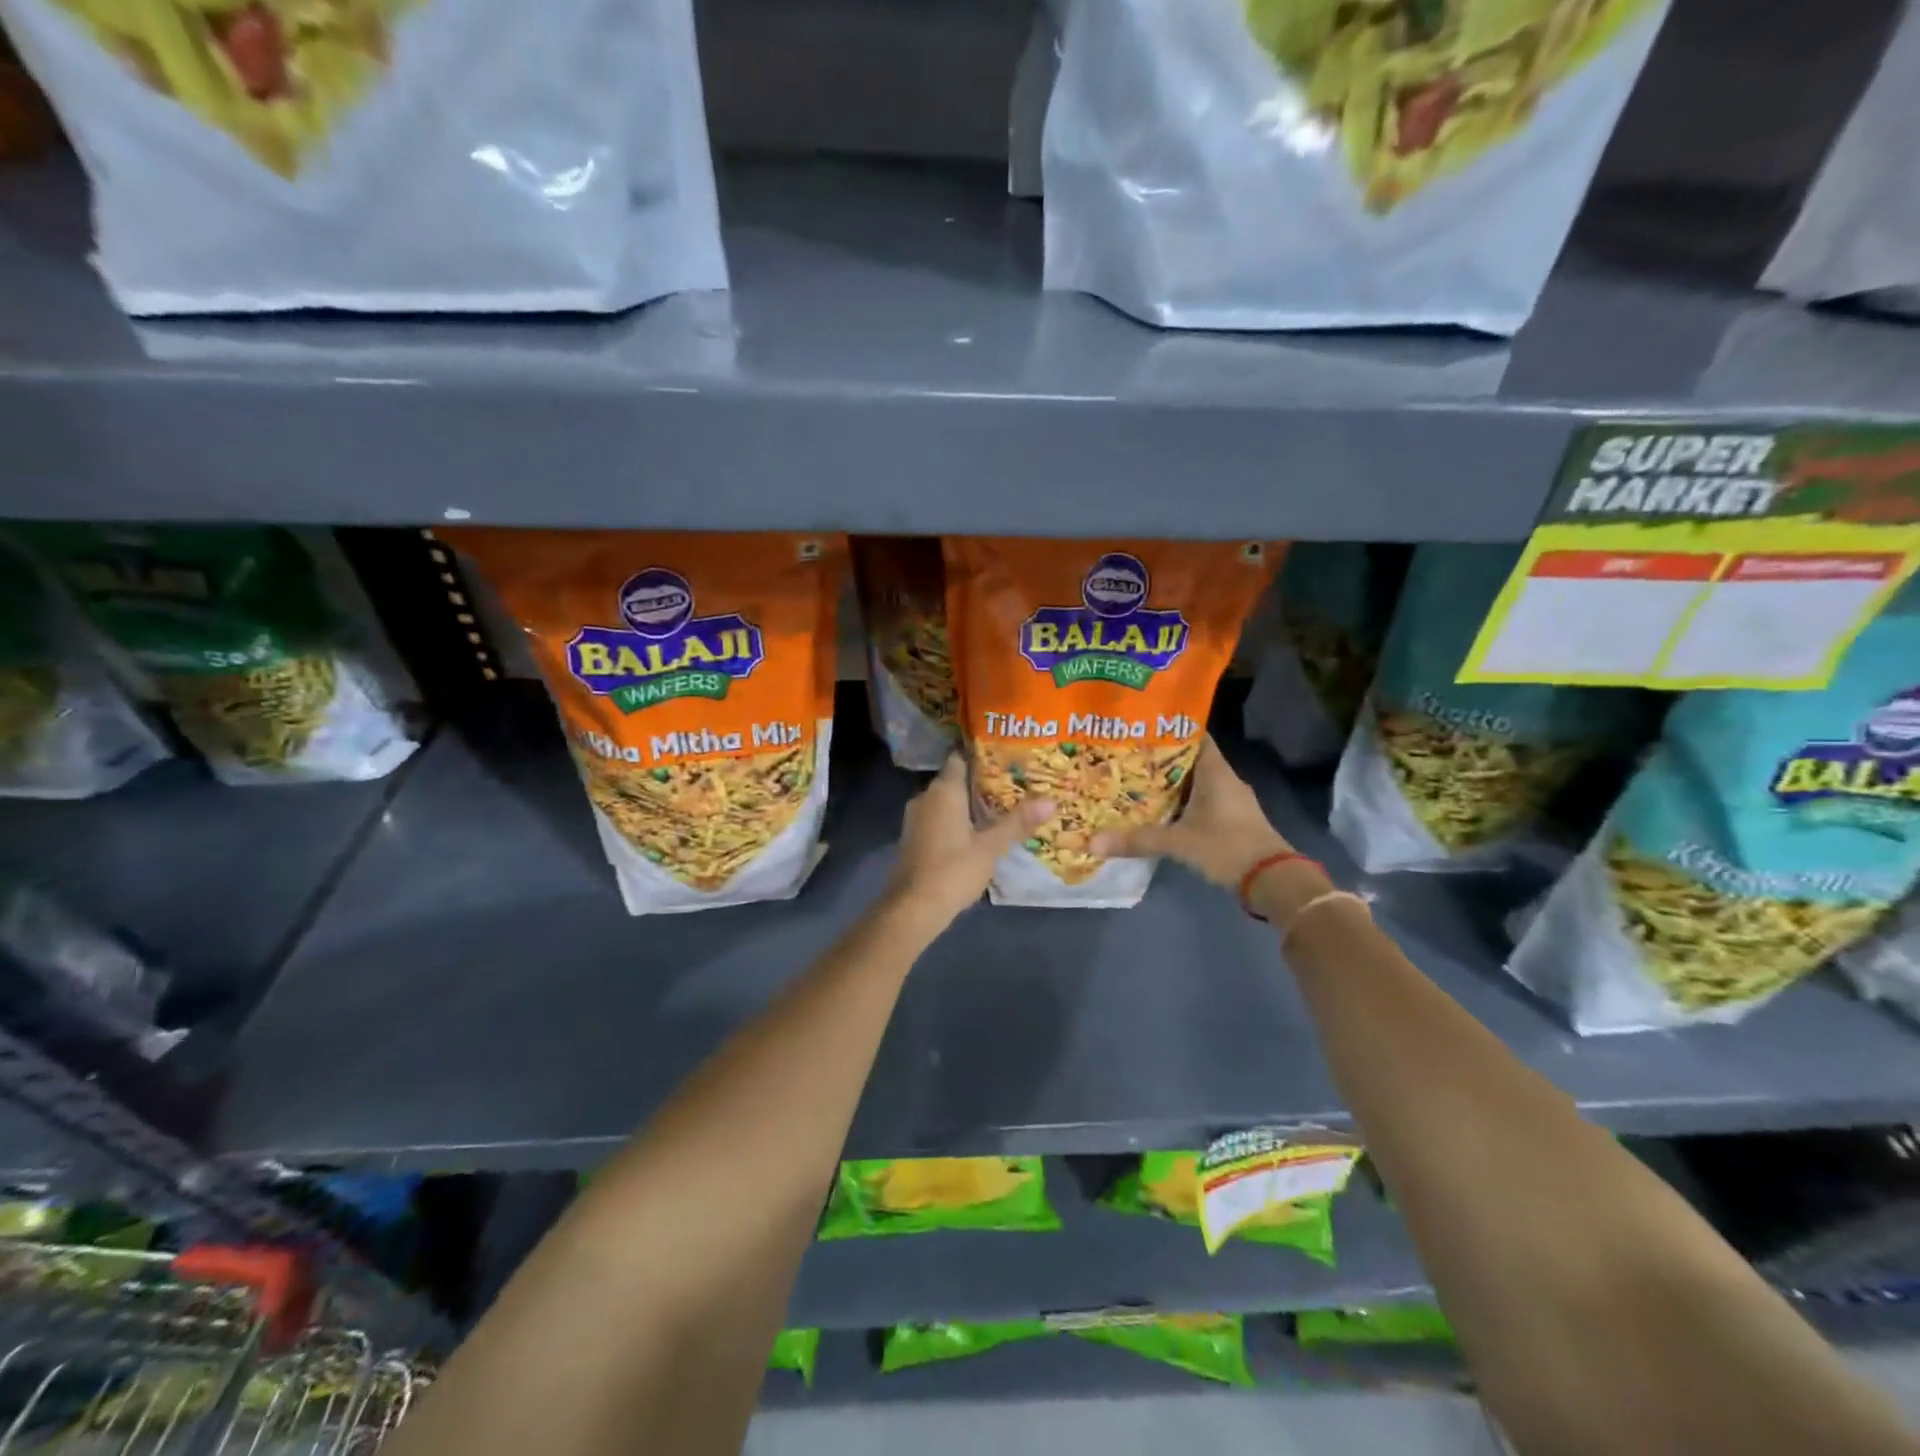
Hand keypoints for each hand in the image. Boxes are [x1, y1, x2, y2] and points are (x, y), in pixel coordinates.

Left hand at [887, 755, 1055, 929]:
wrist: (913, 907)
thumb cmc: (953, 869)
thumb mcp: (991, 846)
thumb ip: (1018, 822)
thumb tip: (1051, 801)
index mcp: (943, 791)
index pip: (959, 759)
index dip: (980, 755)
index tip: (1003, 756)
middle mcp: (925, 797)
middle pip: (953, 780)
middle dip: (978, 782)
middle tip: (1010, 784)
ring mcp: (915, 818)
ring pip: (944, 802)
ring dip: (966, 804)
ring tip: (998, 808)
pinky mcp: (913, 838)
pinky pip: (937, 819)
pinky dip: (955, 820)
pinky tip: (975, 832)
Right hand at [1089, 735, 1291, 888]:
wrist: (1272, 879)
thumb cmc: (1227, 846)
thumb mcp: (1179, 842)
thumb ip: (1138, 840)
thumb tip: (1093, 842)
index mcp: (1216, 772)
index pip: (1195, 736)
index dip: (1170, 730)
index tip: (1141, 727)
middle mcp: (1226, 779)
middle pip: (1191, 759)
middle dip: (1162, 759)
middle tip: (1129, 756)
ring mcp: (1233, 801)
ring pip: (1197, 782)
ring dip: (1173, 782)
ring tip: (1138, 781)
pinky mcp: (1234, 820)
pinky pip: (1204, 801)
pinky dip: (1184, 802)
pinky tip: (1163, 810)